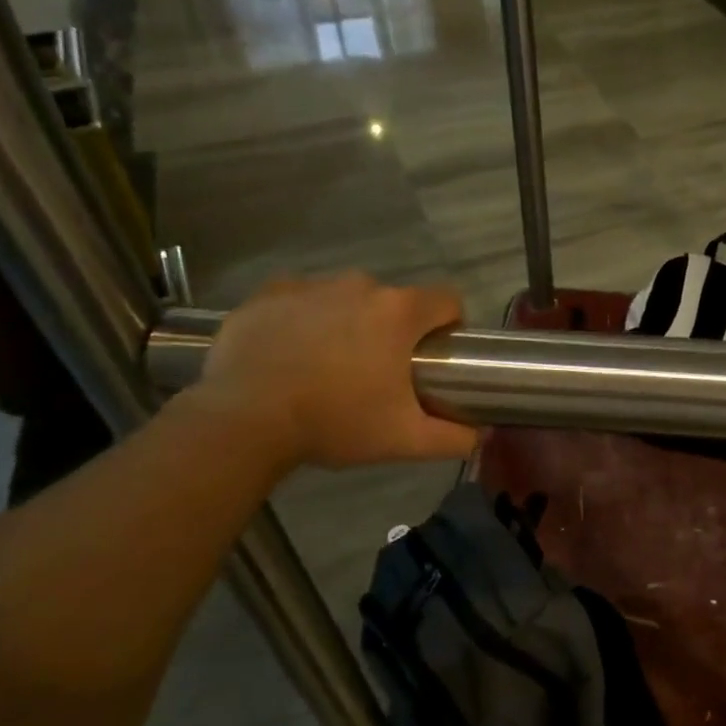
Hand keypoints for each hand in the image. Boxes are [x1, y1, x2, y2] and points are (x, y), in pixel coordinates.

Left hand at [191, 273, 475, 471]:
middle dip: (394, 331)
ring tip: (329, 366)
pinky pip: (300, 299)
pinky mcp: (268, 294)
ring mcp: (311, 285)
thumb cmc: (335, 422)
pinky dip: (304, 319)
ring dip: (349, 323)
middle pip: (394, 302)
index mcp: (399, 312)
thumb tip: (481, 436)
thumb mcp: (404, 440)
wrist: (245, 419)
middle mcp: (359, 285)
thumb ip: (453, 438)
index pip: (447, 300)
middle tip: (378, 374)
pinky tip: (292, 353)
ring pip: (347, 299)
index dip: (450, 326)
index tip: (435, 356)